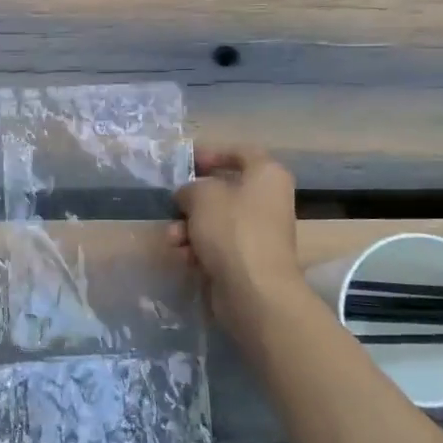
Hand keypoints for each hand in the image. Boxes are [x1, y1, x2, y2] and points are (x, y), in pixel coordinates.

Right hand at [171, 146, 310, 343]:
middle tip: (173, 205)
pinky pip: (219, 245)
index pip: (241, 152)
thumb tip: (188, 196)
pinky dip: (199, 248)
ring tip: (173, 240)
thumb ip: (190, 188)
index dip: (213, 153)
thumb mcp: (202, 196)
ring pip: (216, 220)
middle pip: (224, 190)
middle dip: (193, 201)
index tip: (187, 162)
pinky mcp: (249, 259)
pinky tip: (185, 257)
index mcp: (267, 175)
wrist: (254, 290)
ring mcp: (260, 232)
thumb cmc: (232, 230)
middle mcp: (268, 201)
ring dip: (189, 228)